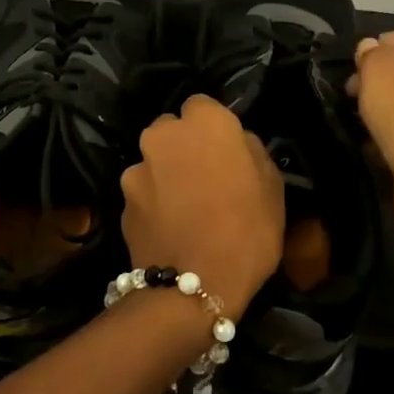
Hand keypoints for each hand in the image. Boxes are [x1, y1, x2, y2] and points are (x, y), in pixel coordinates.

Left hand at [121, 96, 283, 316]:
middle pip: (171, 130)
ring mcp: (136, 168)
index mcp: (205, 122)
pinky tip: (169, 228)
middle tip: (204, 177)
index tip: (225, 151)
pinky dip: (152, 203)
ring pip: (154, 161)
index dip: (213, 128)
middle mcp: (163, 135)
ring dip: (165, 174)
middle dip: (183, 146)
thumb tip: (237, 143)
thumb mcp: (272, 188)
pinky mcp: (121, 201)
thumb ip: (251, 152)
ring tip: (184, 208)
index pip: (202, 105)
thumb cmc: (247, 232)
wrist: (195, 287)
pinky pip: (142, 193)